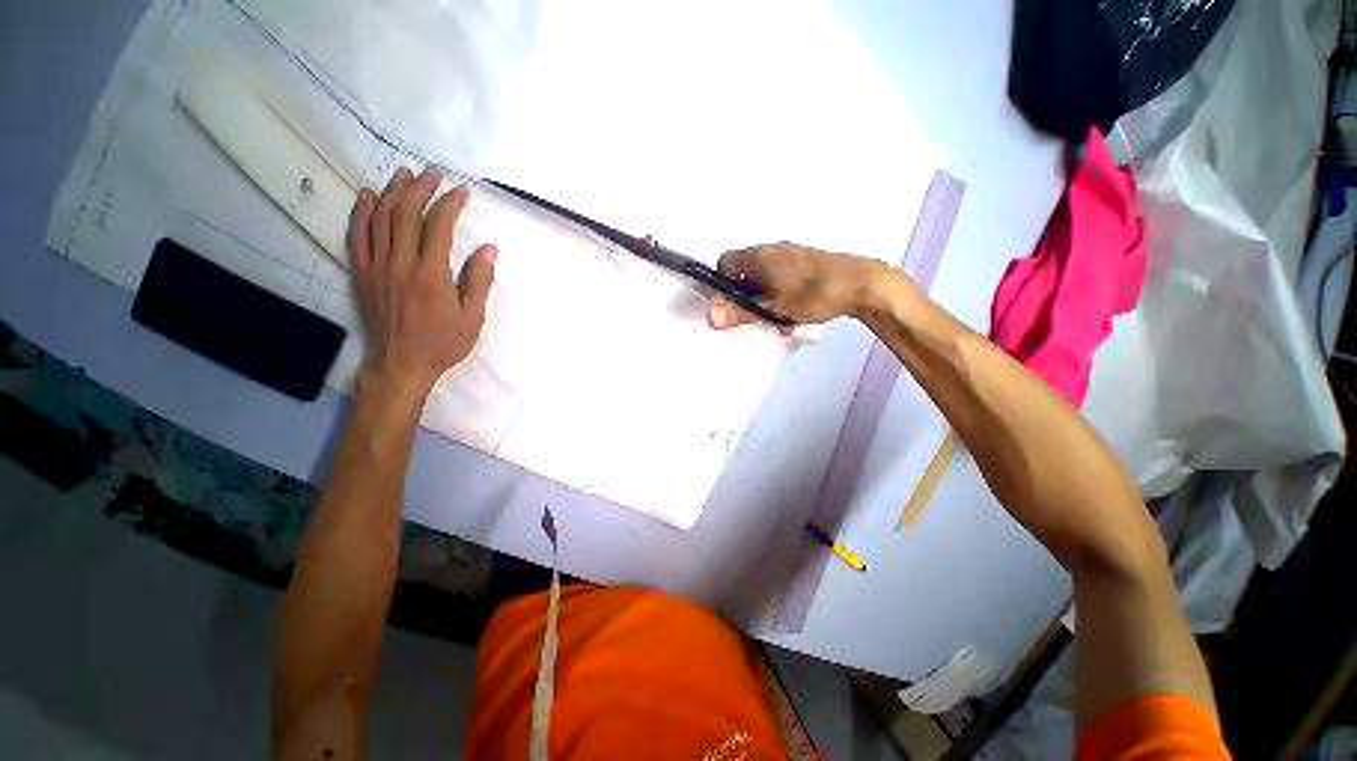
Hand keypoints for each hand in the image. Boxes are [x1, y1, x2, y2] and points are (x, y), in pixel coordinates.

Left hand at [348, 167, 495, 400]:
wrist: (401, 364)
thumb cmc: (443, 343)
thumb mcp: (472, 318)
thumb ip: (478, 281)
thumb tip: (489, 249)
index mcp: (431, 275)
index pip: (438, 228)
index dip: (449, 205)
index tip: (461, 192)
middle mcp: (400, 264)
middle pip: (406, 216)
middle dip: (420, 189)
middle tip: (431, 173)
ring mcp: (377, 267)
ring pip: (380, 220)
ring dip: (392, 193)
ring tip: (403, 175)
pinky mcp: (362, 274)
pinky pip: (358, 237)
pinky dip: (362, 214)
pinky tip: (368, 197)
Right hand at [705, 242, 884, 328]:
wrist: (862, 285)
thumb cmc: (814, 294)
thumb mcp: (773, 308)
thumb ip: (740, 312)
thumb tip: (710, 317)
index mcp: (759, 256)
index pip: (725, 263)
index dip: (722, 284)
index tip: (731, 304)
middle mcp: (772, 249)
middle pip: (744, 272)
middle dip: (746, 296)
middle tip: (755, 316)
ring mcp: (791, 254)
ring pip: (764, 277)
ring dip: (764, 298)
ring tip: (777, 319)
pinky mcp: (806, 262)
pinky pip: (781, 277)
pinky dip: (780, 293)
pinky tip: (793, 312)